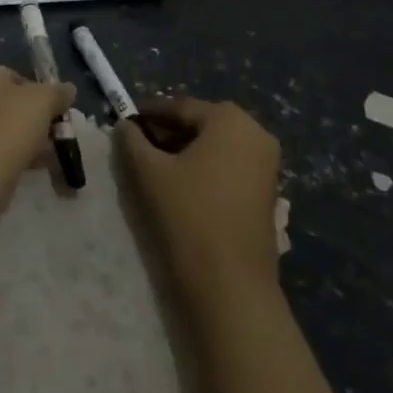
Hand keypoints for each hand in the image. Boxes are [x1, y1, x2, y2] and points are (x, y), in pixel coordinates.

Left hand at [0, 57, 73, 188]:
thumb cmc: (9, 124)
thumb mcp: (44, 100)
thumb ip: (58, 92)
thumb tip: (68, 90)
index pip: (11, 75)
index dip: (35, 94)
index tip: (49, 113)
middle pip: (0, 101)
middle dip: (25, 117)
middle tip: (46, 135)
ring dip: (16, 136)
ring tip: (39, 155)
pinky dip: (1, 151)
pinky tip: (22, 166)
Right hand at [119, 96, 281, 309]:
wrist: (231, 285)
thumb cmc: (188, 214)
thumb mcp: (148, 171)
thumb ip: (131, 140)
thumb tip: (126, 126)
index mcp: (230, 119)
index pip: (180, 107)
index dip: (149, 114)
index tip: (125, 124)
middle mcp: (256, 133)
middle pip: (201, 124)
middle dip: (168, 133)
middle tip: (138, 147)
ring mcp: (267, 165)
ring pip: (216, 147)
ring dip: (185, 152)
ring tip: (155, 169)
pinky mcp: (268, 193)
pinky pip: (229, 167)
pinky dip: (204, 169)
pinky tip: (181, 187)